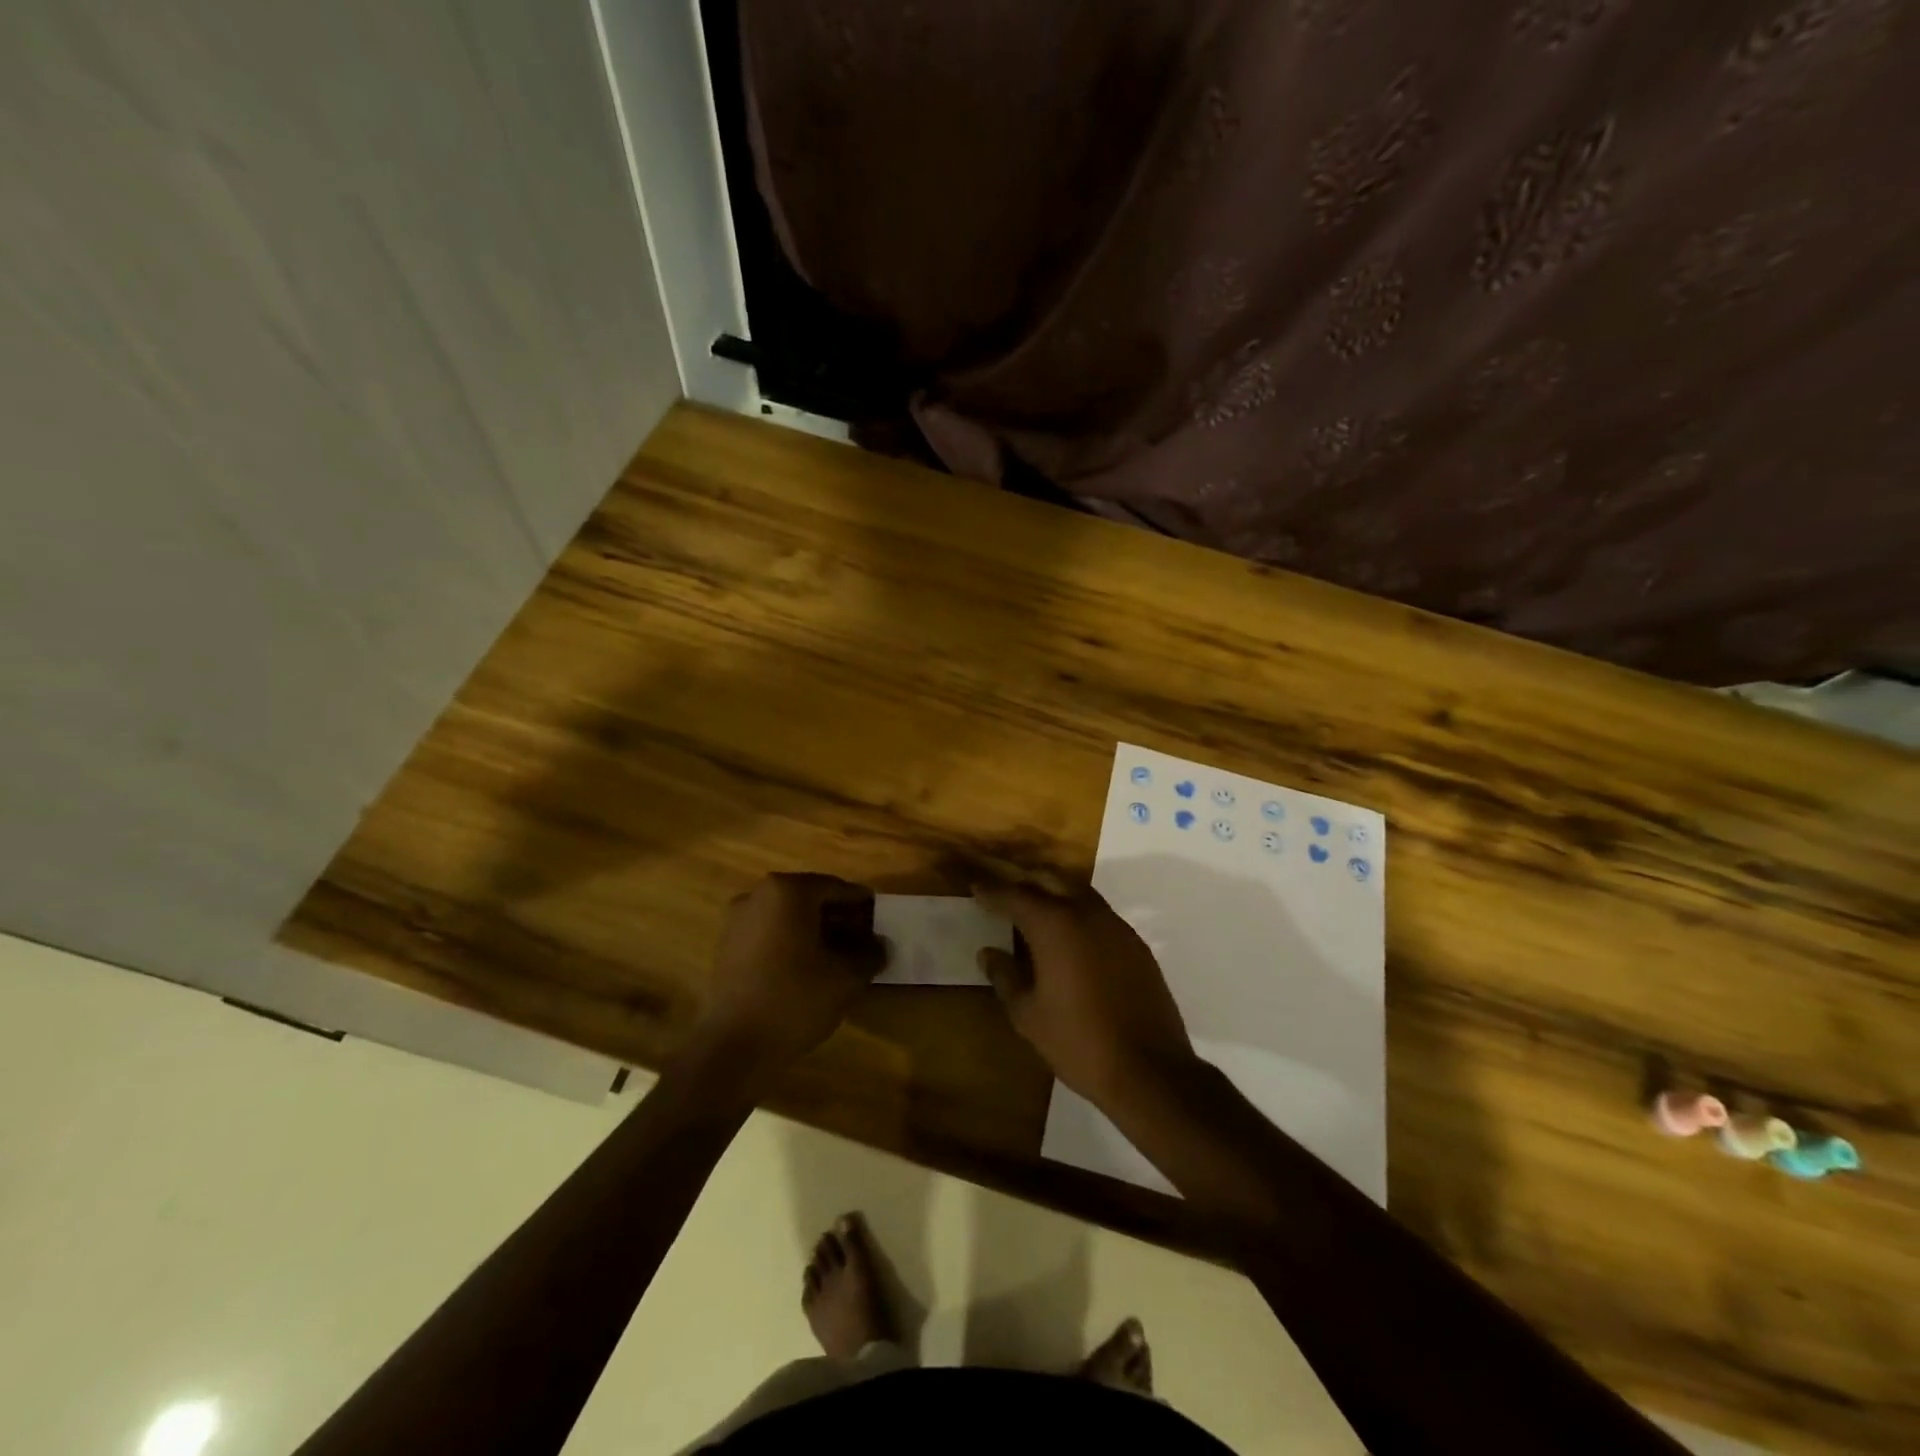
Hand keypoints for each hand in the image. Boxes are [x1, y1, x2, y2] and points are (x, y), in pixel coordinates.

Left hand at [698, 873, 886, 1070]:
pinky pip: (770, 933)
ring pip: (789, 917)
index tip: (880, 921)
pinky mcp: (727, 946)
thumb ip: (870, 954)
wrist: (733, 1047)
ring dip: (816, 931)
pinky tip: (809, 969)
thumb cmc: (794, 1000)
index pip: (836, 887)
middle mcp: (758, 895)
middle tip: (864, 940)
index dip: (861, 905)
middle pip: (810, 899)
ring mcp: (737, 920)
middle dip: (839, 917)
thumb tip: (880, 945)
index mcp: (788, 891)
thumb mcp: (846, 978)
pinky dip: (792, 943)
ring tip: (839, 957)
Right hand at [973, 879, 1193, 1105]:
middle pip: (1051, 881)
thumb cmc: (1078, 1041)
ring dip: (1054, 892)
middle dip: (1025, 881)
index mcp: (1055, 926)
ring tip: (1035, 909)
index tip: (975, 887)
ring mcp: (1116, 927)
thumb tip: (988, 953)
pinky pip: (1100, 914)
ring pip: (1079, 893)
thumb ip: (1005, 977)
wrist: (1149, 1069)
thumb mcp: (1028, 1015)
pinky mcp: (1136, 945)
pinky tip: (1070, 937)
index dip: (993, 891)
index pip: (1016, 896)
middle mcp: (1087, 914)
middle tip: (1004, 891)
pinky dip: (1078, 913)